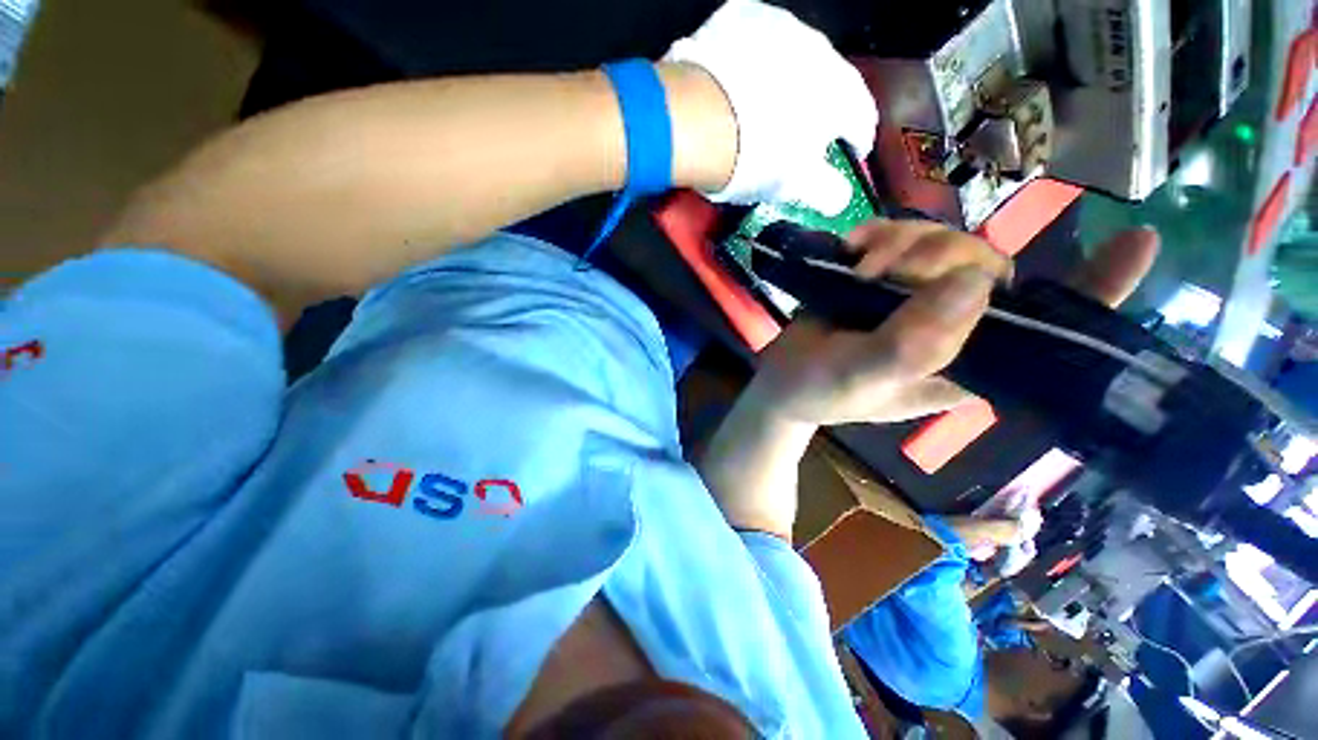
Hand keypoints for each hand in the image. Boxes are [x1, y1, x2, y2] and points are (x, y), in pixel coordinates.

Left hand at [665, 0, 876, 214]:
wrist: (697, 120)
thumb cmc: (755, 158)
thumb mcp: (794, 186)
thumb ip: (825, 192)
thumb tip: (840, 199)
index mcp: (840, 94)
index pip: (862, 117)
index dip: (858, 139)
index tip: (850, 153)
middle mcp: (820, 50)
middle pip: (830, 83)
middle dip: (822, 109)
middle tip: (803, 134)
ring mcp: (780, 27)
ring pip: (795, 58)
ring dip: (789, 81)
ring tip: (767, 107)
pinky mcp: (742, 16)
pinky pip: (757, 41)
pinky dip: (755, 63)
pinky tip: (739, 83)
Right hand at [749, 223, 1159, 426]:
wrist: (781, 381)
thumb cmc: (817, 392)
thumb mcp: (860, 379)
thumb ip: (911, 345)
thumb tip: (974, 283)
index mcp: (965, 365)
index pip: (1049, 331)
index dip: (1096, 289)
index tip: (1138, 240)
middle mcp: (955, 329)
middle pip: (987, 266)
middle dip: (937, 255)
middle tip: (880, 270)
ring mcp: (919, 301)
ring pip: (946, 245)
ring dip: (902, 243)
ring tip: (858, 264)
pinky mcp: (886, 282)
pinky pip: (904, 239)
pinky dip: (881, 233)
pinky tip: (854, 245)